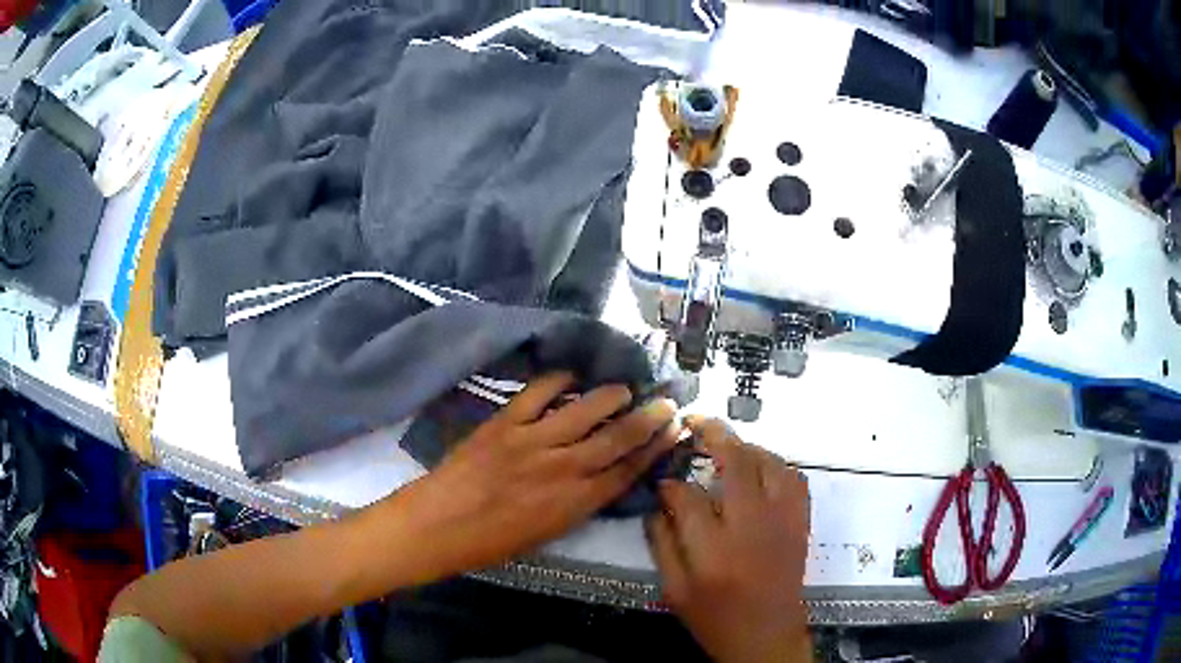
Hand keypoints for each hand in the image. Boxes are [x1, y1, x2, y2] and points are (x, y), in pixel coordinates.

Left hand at [387, 372, 679, 582]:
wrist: (438, 525)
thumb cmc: (490, 542)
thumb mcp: (546, 534)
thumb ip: (575, 504)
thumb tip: (597, 478)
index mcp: (575, 504)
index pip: (627, 472)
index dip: (654, 450)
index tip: (673, 432)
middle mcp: (563, 470)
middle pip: (617, 439)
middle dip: (648, 419)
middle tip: (667, 402)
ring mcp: (534, 442)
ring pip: (586, 411)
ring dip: (612, 396)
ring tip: (625, 388)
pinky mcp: (505, 423)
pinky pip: (539, 393)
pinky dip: (559, 380)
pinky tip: (572, 375)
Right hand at [648, 417, 811, 662]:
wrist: (766, 637)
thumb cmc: (715, 618)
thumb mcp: (674, 590)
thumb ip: (662, 544)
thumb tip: (659, 501)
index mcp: (713, 551)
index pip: (687, 497)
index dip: (670, 482)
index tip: (663, 480)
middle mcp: (752, 527)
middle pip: (737, 463)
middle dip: (712, 434)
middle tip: (694, 422)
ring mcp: (783, 521)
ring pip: (770, 463)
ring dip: (745, 446)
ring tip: (725, 444)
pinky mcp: (800, 523)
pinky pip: (795, 478)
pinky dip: (777, 464)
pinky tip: (760, 468)